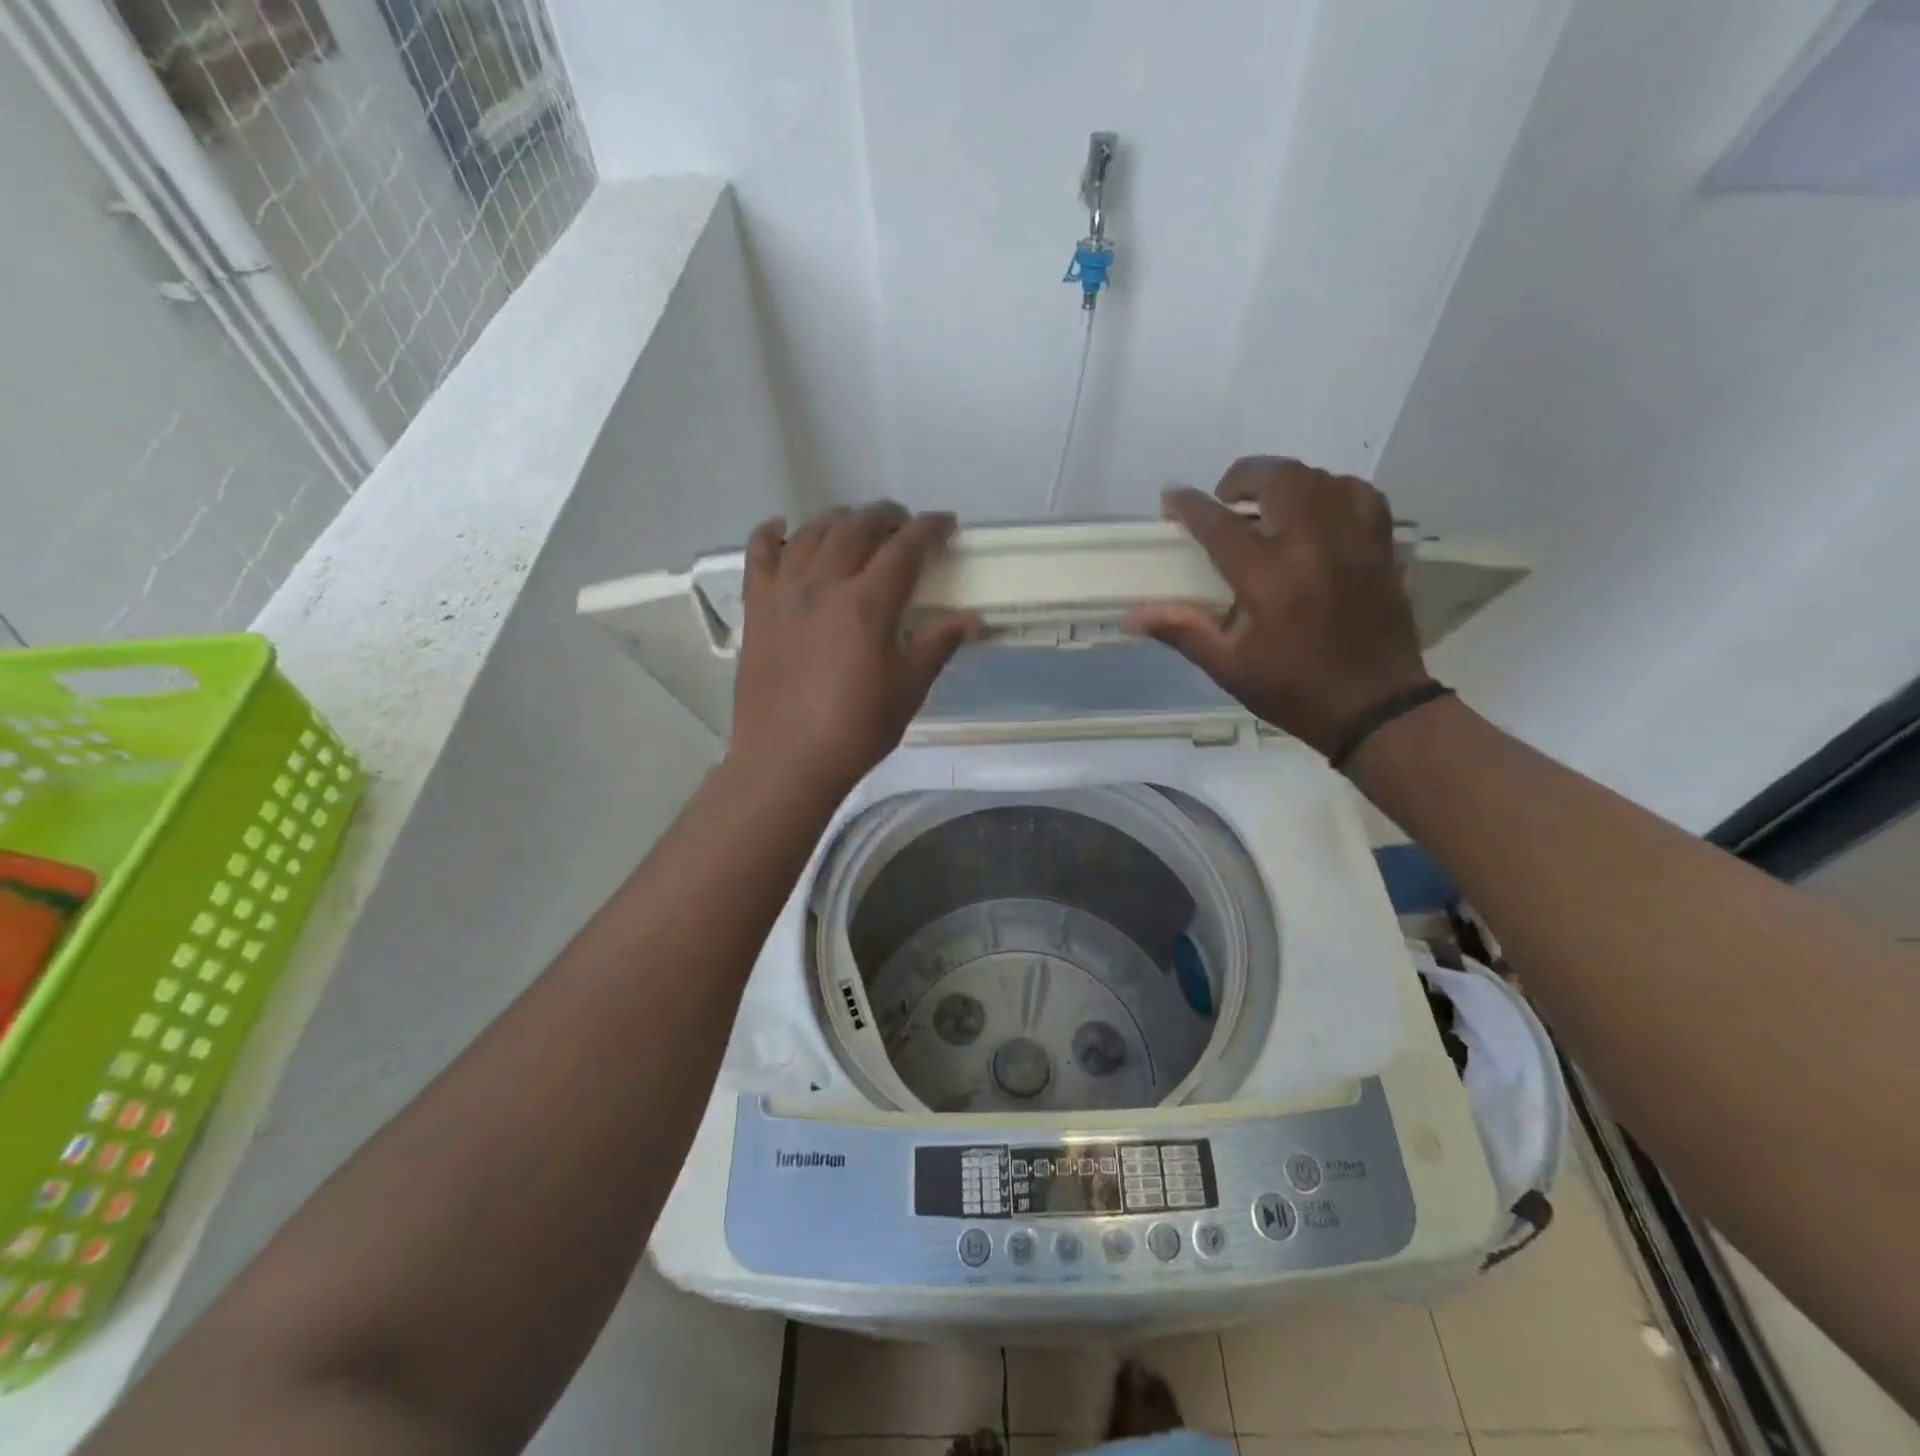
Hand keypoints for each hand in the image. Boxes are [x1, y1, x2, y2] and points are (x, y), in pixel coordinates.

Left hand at [729, 503, 979, 795]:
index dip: (929, 529)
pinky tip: (783, 528)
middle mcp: (823, 585)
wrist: (786, 761)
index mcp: (866, 604)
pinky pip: (758, 554)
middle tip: (903, 525)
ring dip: (839, 520)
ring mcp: (783, 592)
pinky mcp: (756, 608)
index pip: (904, 548)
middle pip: (856, 528)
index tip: (945, 524)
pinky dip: (771, 534)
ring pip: (811, 532)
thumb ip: (937, 645)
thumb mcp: (907, 690)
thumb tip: (973, 621)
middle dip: (886, 518)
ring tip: (856, 526)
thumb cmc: (854, 730)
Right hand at [1127, 457, 1431, 758]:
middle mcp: (1313, 544)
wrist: (1374, 708)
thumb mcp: (1229, 667)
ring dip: (1287, 482)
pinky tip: (1319, 511)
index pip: (1220, 524)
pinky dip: (1333, 491)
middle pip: (1279, 479)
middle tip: (1226, 499)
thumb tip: (1132, 617)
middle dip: (1244, 477)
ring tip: (1269, 504)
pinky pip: (1361, 495)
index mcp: (1269, 576)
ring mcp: (1354, 541)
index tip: (1171, 497)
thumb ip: (1183, 631)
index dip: (1190, 506)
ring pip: (1321, 479)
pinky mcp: (1381, 548)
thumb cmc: (1293, 690)